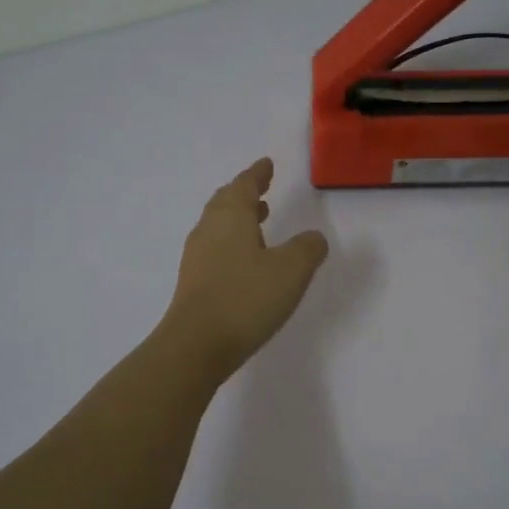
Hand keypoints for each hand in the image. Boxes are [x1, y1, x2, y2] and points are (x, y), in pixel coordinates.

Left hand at [163, 157, 329, 382]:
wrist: (197, 344)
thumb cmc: (246, 298)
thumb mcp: (291, 270)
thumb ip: (307, 249)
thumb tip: (314, 237)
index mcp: (230, 217)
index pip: (244, 185)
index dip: (257, 174)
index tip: (266, 164)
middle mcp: (209, 230)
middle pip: (225, 202)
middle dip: (244, 194)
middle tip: (261, 191)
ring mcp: (197, 258)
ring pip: (219, 227)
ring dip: (238, 220)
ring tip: (260, 223)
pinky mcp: (194, 283)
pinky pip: (215, 250)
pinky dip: (232, 244)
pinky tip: (246, 262)